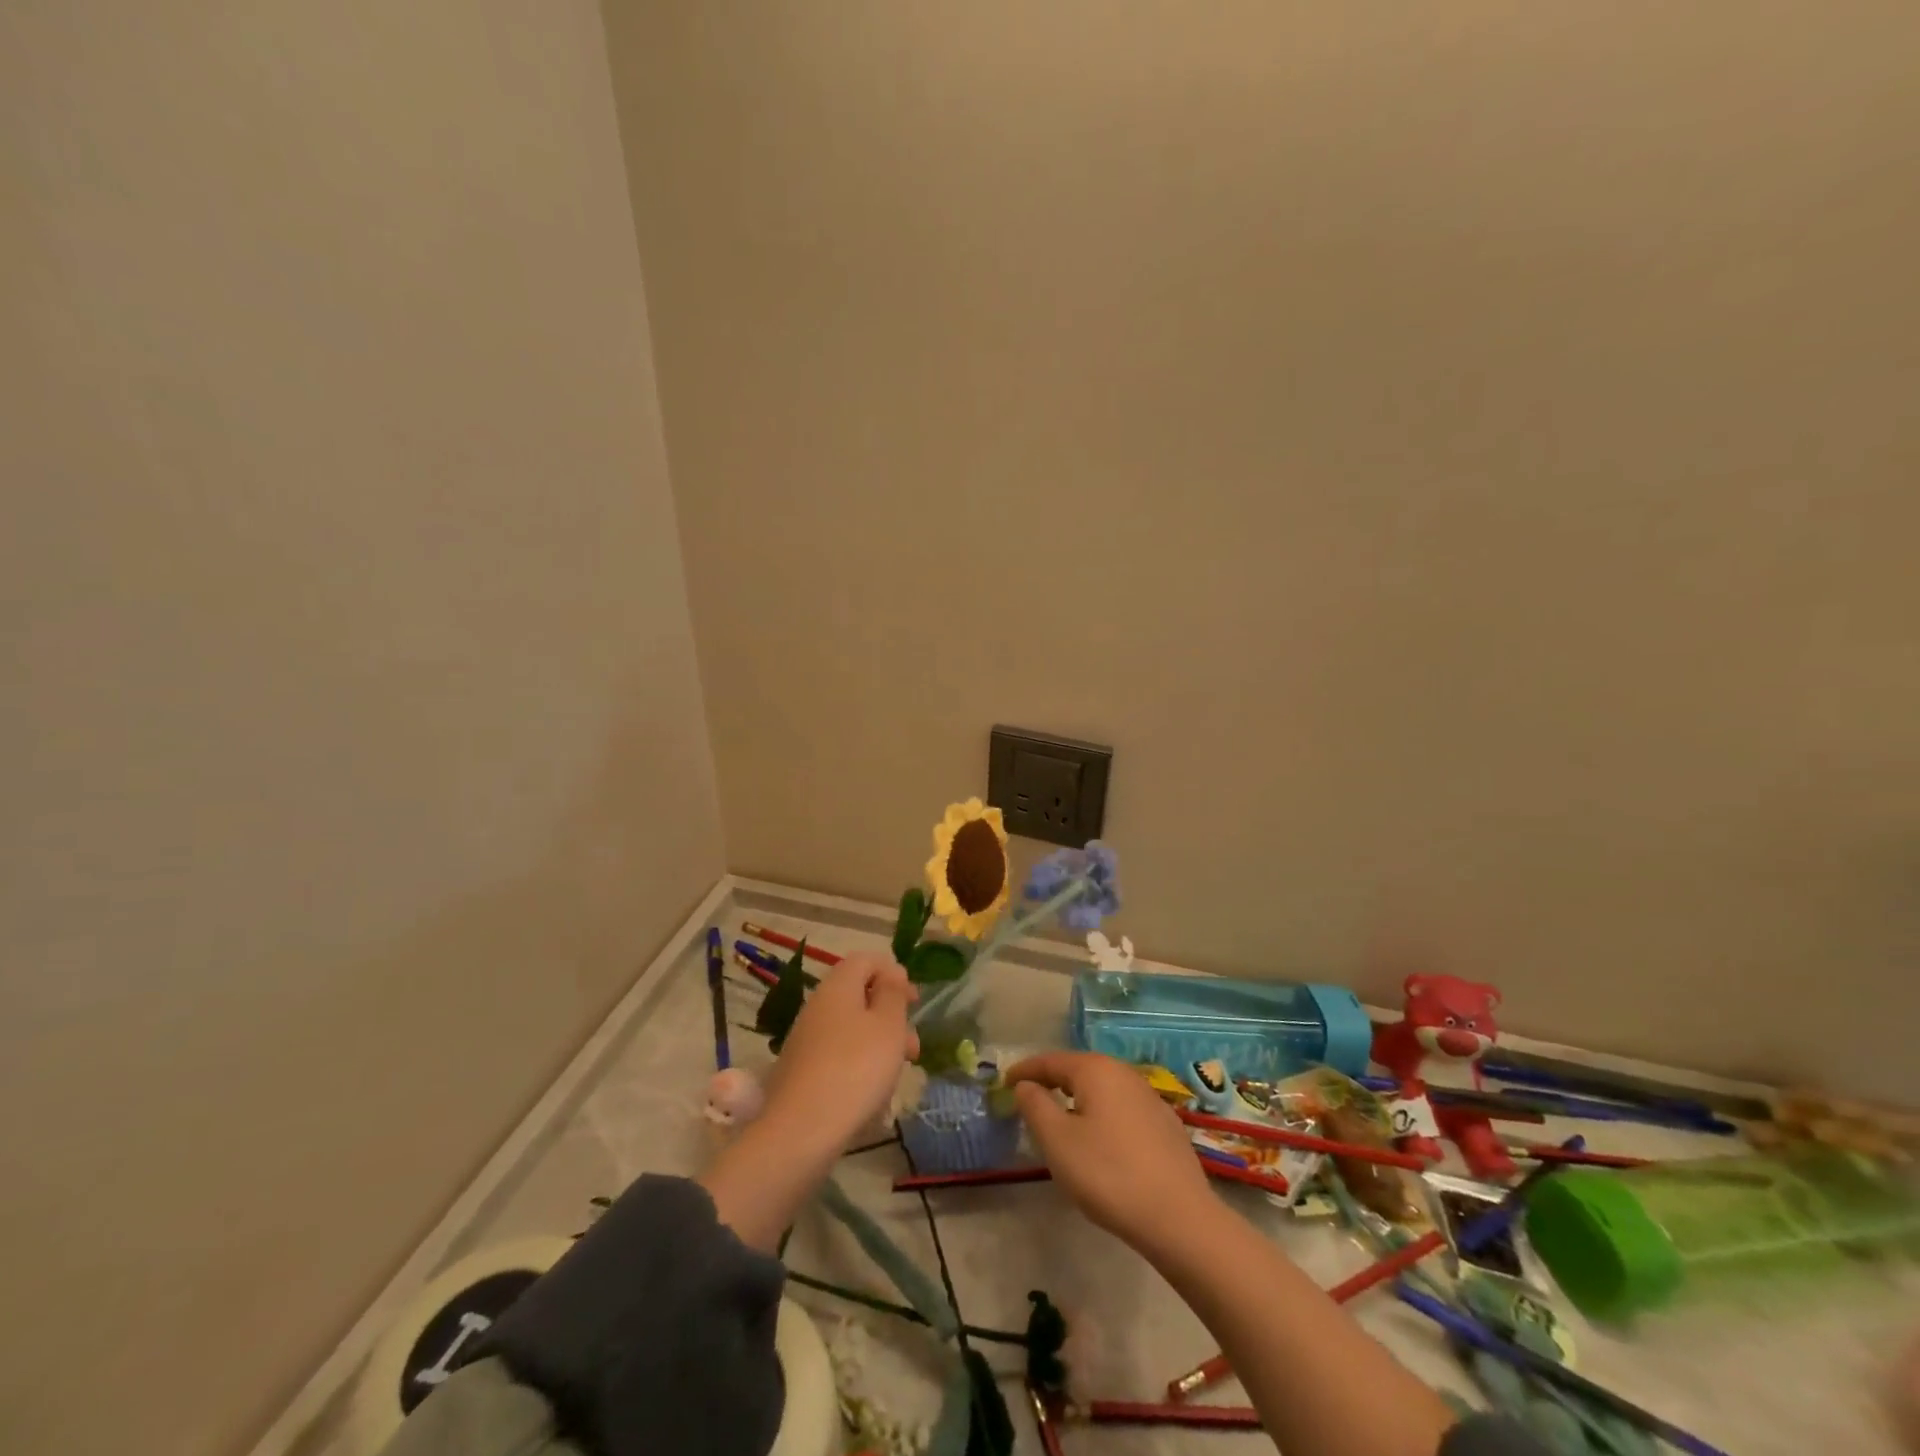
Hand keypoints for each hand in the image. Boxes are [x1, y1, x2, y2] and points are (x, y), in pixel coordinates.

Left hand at [763, 951, 919, 1150]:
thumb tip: (891, 972)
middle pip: (859, 995)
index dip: (893, 972)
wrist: (801, 1131)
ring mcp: (806, 1040)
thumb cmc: (855, 1069)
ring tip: (899, 1073)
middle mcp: (818, 1006)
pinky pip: (838, 1055)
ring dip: (879, 1043)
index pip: (866, 960)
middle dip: (891, 1014)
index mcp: (838, 986)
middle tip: (913, 1045)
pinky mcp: (802, 1071)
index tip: (914, 1000)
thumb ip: (893, 993)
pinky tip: (873, 1094)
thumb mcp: (888, 1025)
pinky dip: (860, 1065)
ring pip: (851, 1028)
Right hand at [1005, 1051, 1215, 1252]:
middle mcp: (1123, 1073)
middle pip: (1078, 1070)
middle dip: (1051, 1081)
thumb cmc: (1108, 1174)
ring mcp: (1149, 1097)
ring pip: (1102, 1089)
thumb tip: (1026, 1085)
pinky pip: (1121, 1108)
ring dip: (1077, 1098)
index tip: (1005, 1082)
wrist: (1179, 1217)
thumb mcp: (1058, 1141)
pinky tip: (1099, 1139)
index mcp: (1095, 1069)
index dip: (1025, 1070)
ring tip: (1060, 1118)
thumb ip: (1035, 1106)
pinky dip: (1101, 1114)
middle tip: (1029, 1099)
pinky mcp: (1165, 1124)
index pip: (1050, 1061)